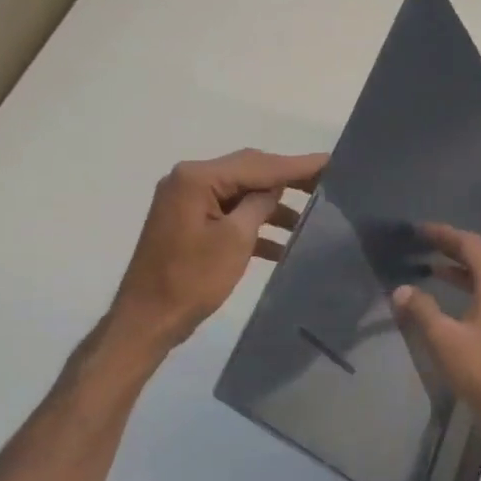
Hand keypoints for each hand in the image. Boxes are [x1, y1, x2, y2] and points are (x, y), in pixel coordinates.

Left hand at [107, 148, 326, 355]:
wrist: (148, 319)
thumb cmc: (191, 279)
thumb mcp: (235, 239)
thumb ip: (259, 205)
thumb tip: (274, 189)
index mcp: (197, 178)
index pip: (257, 164)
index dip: (297, 165)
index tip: (332, 162)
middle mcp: (189, 181)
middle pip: (249, 173)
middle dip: (288, 181)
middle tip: (328, 184)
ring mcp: (187, 203)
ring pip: (241, 195)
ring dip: (274, 207)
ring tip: (313, 218)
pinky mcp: (189, 225)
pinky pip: (229, 215)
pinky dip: (255, 226)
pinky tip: (284, 245)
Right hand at [391, 223, 480, 461]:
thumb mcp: (446, 341)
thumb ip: (422, 311)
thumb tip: (402, 289)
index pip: (471, 245)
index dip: (445, 234)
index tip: (419, 231)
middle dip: (452, 249)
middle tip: (422, 246)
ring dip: (460, 272)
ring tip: (430, 271)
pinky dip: (468, 293)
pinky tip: (450, 308)